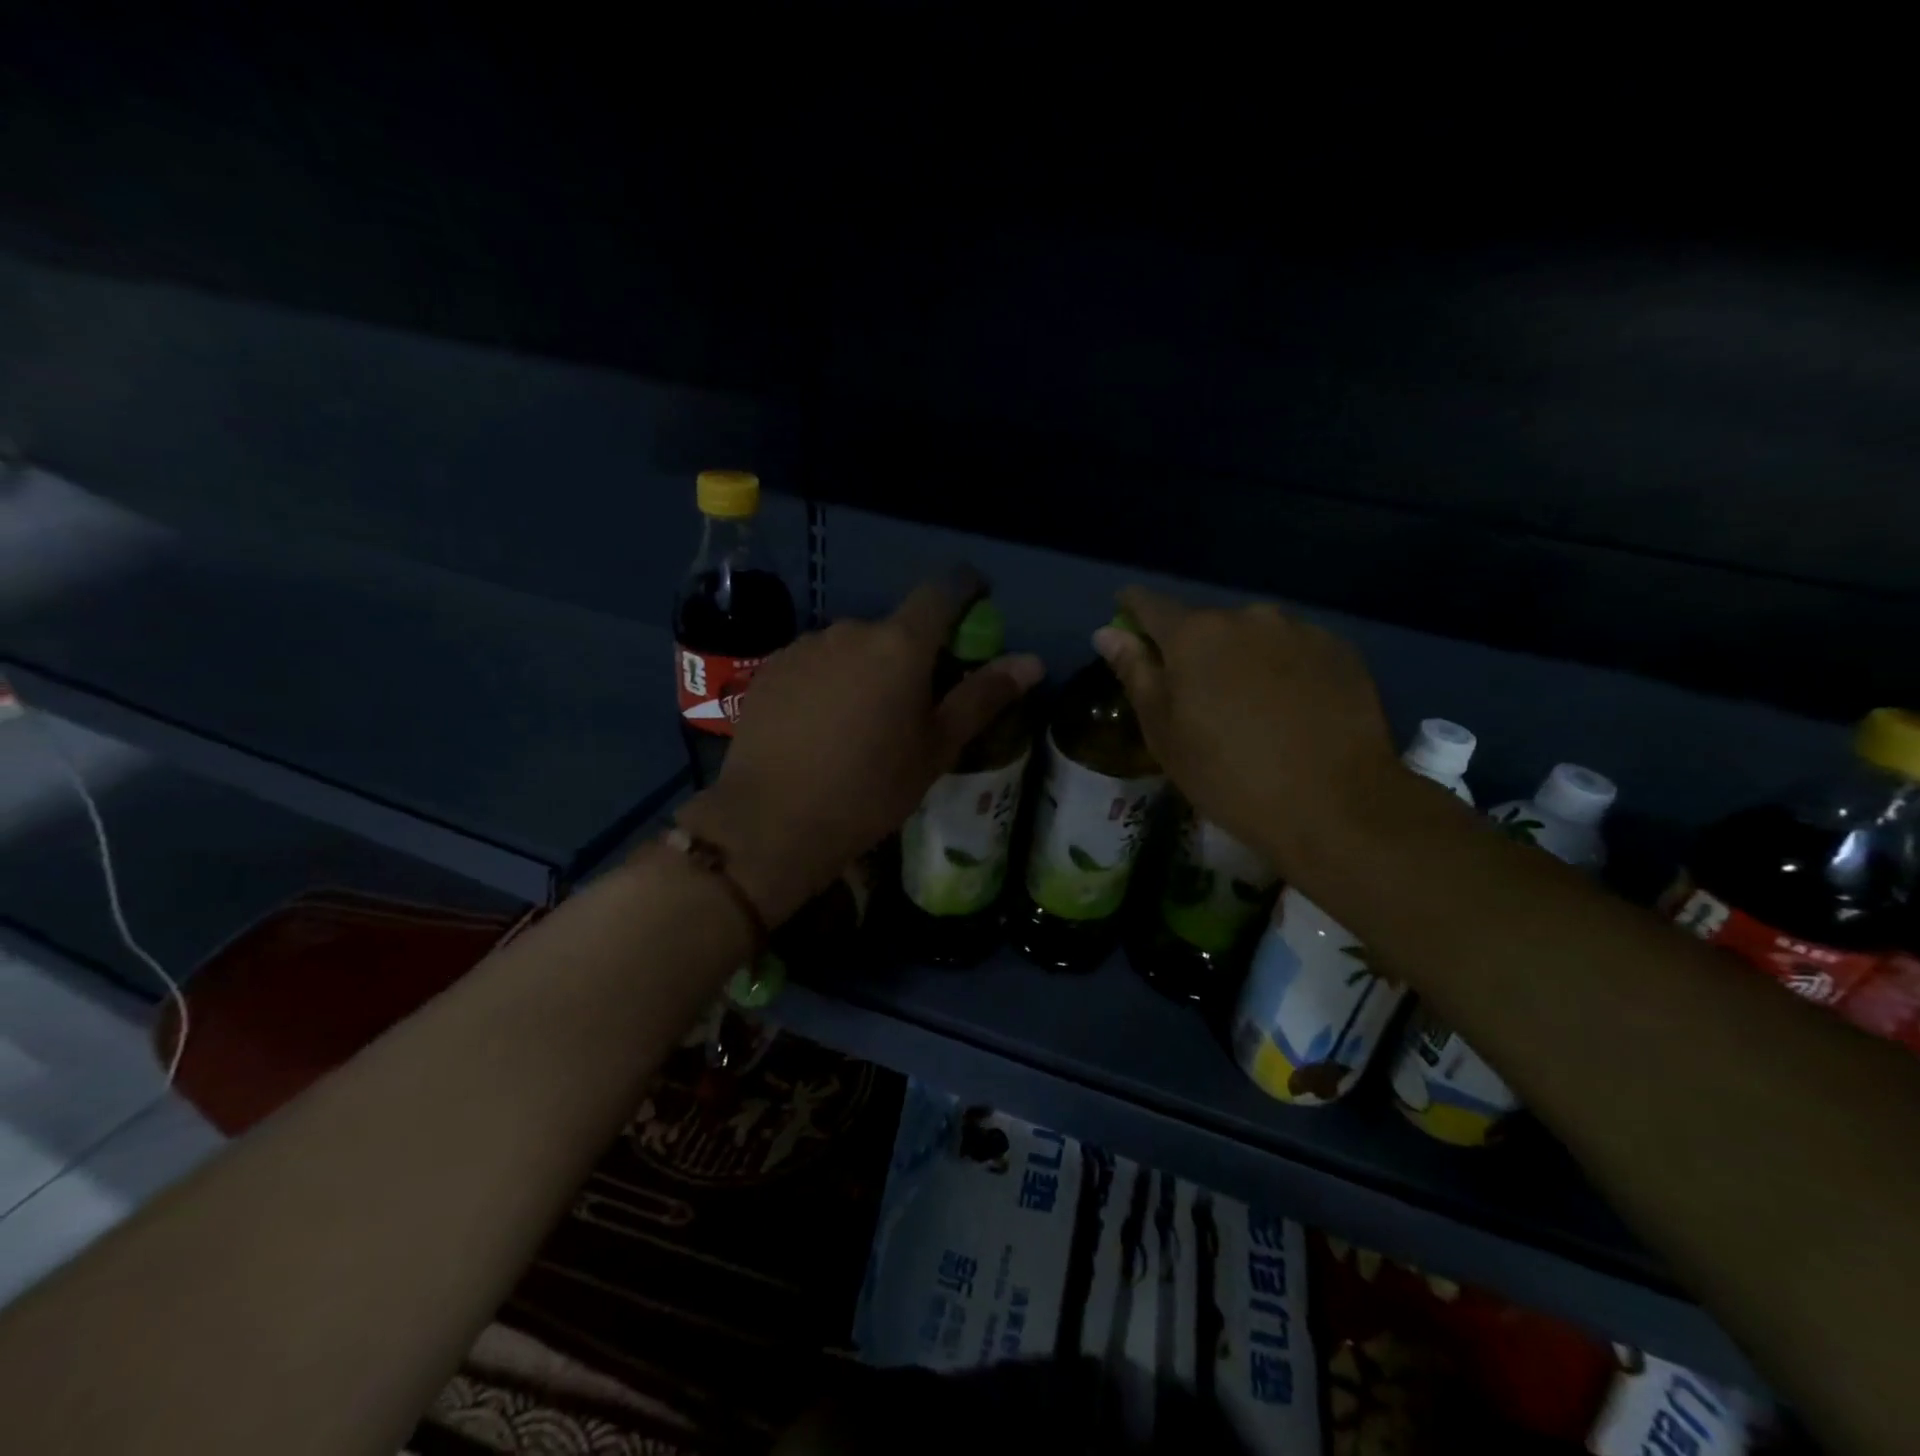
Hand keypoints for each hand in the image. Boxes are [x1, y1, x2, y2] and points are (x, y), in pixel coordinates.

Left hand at [678, 572, 1043, 924]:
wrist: (773, 820)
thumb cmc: (870, 788)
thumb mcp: (936, 747)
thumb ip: (983, 696)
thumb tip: (1032, 661)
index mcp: (900, 644)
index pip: (942, 591)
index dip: (966, 589)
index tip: (978, 603)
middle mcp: (851, 629)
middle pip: (895, 629)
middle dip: (911, 655)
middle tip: (913, 705)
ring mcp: (805, 646)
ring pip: (852, 647)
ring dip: (866, 669)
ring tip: (861, 724)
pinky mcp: (771, 669)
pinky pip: (815, 662)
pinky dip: (828, 682)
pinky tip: (820, 727)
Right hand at [1093, 587, 1397, 873]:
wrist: (1334, 804)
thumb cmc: (1227, 774)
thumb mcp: (1163, 732)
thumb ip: (1135, 673)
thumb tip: (1108, 632)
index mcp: (1194, 634)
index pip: (1149, 604)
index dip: (1132, 611)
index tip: (1126, 622)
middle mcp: (1247, 617)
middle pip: (1205, 623)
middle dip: (1193, 649)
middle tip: (1196, 694)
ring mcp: (1299, 630)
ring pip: (1253, 636)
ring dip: (1241, 658)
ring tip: (1249, 705)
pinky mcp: (1341, 651)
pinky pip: (1295, 650)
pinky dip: (1283, 669)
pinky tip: (1291, 709)